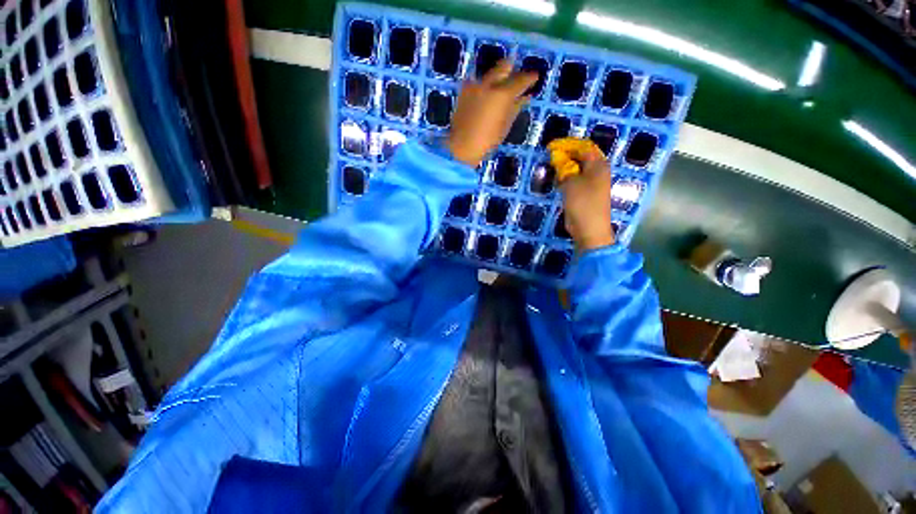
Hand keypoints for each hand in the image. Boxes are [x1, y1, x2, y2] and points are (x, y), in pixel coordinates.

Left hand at [446, 60, 537, 166]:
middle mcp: (489, 83)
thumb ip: (515, 107)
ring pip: (490, 73)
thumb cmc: (488, 140)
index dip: (530, 77)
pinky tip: (484, 98)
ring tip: (499, 91)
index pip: (521, 79)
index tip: (535, 77)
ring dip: (497, 79)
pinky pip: (477, 82)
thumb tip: (525, 97)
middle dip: (512, 69)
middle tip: (516, 79)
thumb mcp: (505, 125)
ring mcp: (475, 85)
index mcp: (503, 93)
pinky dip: (484, 87)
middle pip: (504, 65)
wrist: (462, 146)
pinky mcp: (464, 90)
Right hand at [558, 146, 615, 251]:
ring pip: (577, 169)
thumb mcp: (571, 183)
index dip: (568, 145)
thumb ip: (564, 169)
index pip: (583, 147)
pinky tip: (557, 181)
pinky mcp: (586, 194)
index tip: (551, 147)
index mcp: (598, 165)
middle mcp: (597, 171)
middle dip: (566, 156)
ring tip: (552, 168)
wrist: (589, 229)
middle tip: (550, 158)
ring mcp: (592, 183)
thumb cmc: (583, 203)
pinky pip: (575, 181)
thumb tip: (559, 159)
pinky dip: (566, 179)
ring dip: (565, 168)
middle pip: (581, 157)